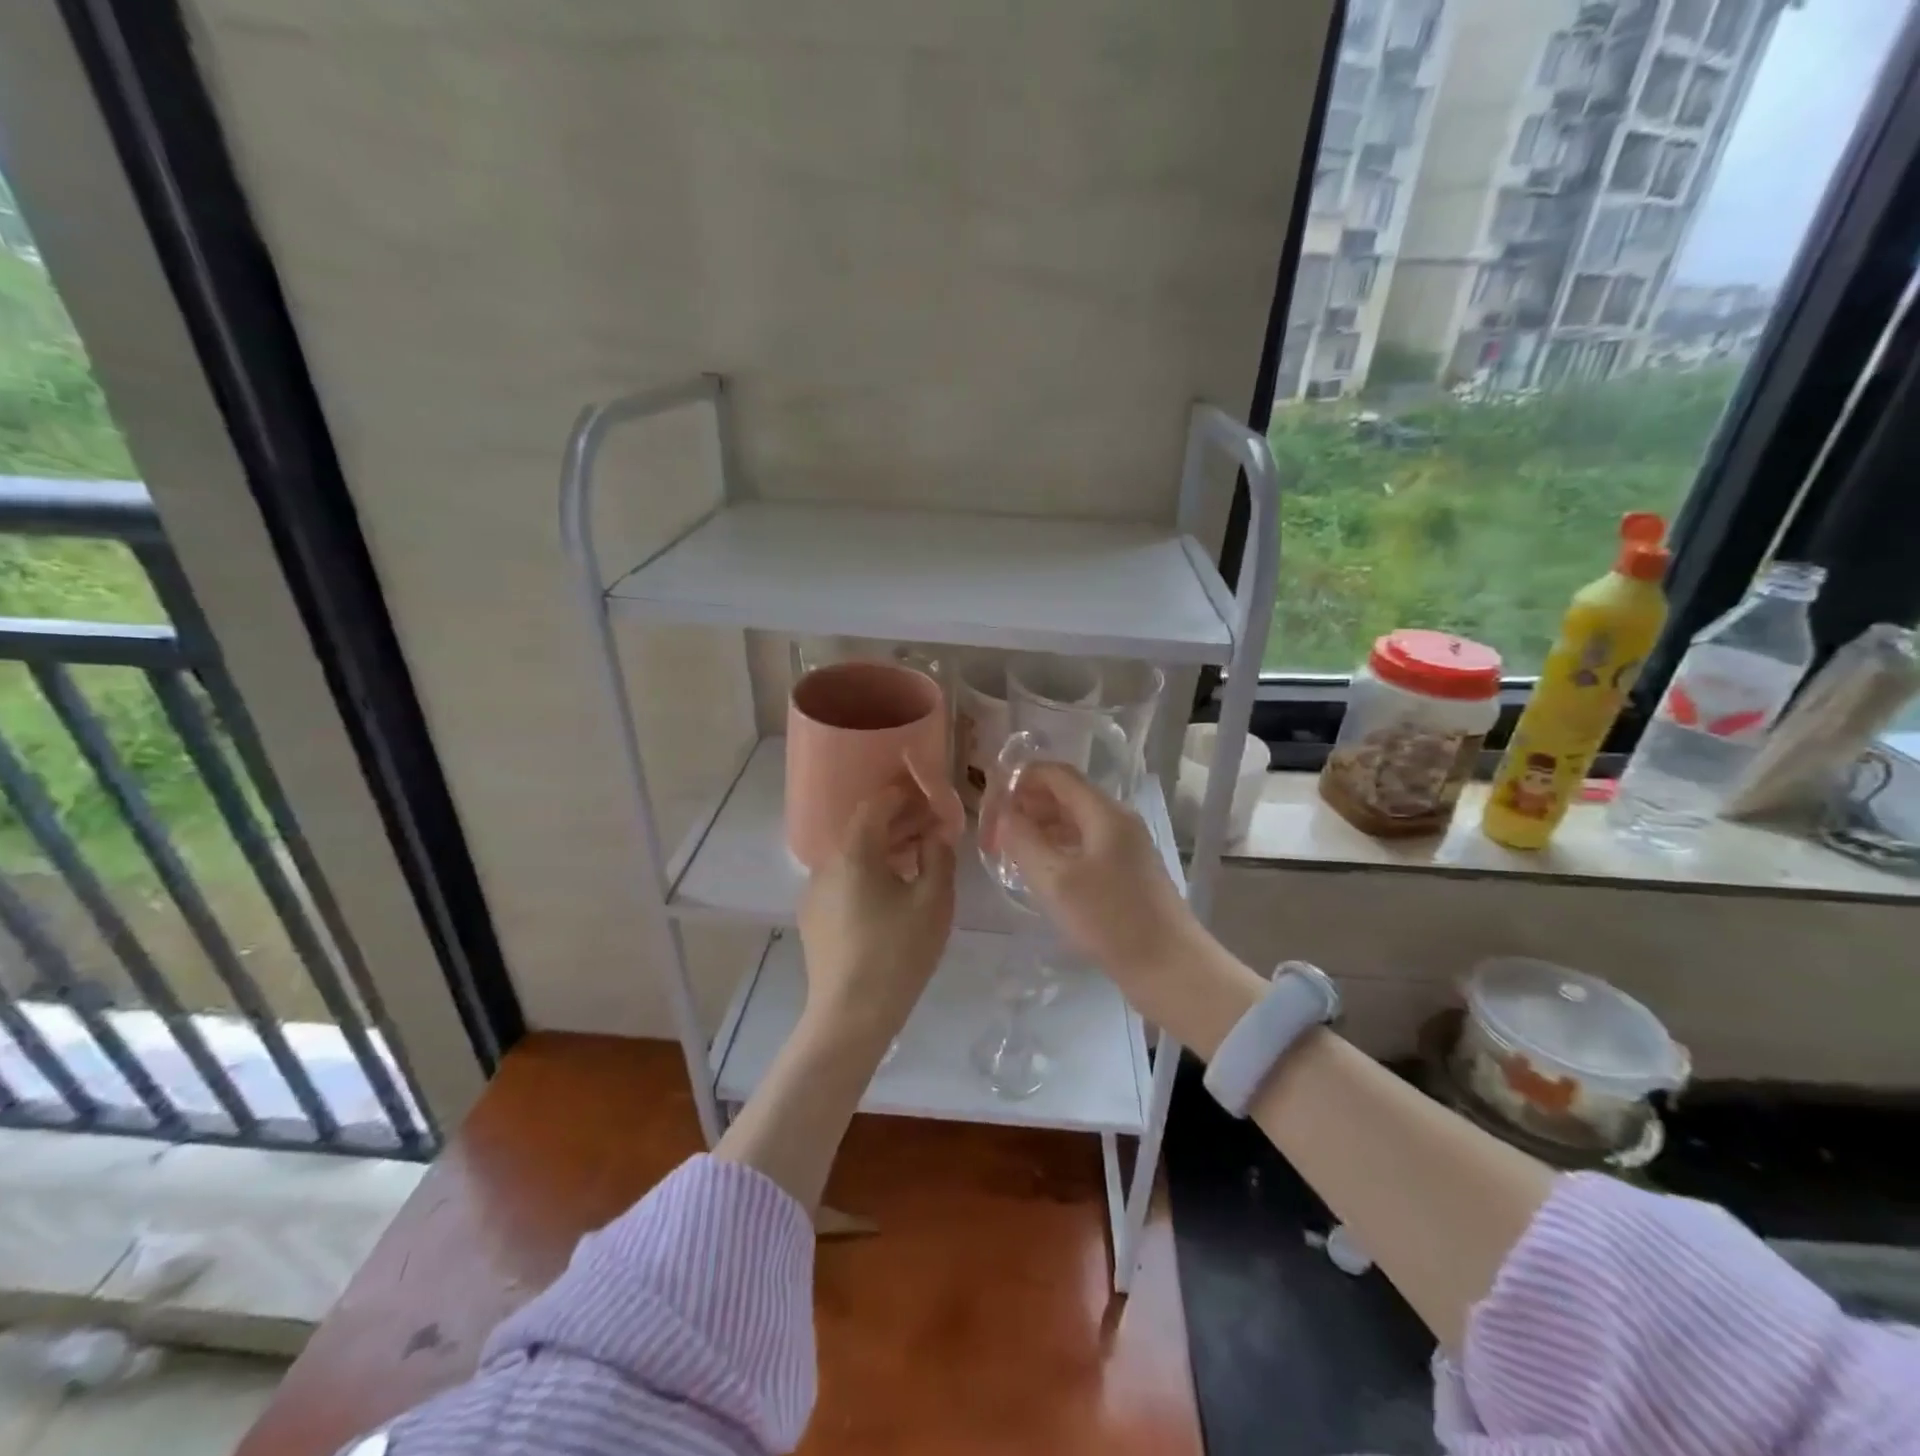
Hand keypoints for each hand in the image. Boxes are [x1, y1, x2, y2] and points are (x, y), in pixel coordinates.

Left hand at [797, 783, 955, 1053]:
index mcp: (854, 852)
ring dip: (883, 849)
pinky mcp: (813, 918)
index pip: (875, 805)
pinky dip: (867, 873)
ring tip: (916, 859)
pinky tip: (890, 893)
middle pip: (862, 830)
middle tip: (930, 827)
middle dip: (897, 823)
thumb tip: (935, 834)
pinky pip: (843, 880)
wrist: (850, 1014)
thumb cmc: (899, 952)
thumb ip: (939, 857)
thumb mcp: (934, 901)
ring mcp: (814, 892)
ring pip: (852, 857)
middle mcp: (826, 864)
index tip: (928, 797)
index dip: (902, 796)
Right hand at [997, 762, 1209, 1029]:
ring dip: (1039, 828)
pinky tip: (1037, 871)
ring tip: (1007, 851)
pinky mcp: (1125, 872)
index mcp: (1104, 812)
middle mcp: (1117, 820)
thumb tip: (1003, 813)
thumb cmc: (1111, 920)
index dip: (1018, 778)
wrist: (1171, 969)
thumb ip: (1023, 840)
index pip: (1055, 774)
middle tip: (993, 832)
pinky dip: (1056, 848)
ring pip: (1073, 822)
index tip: (988, 801)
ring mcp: (1124, 847)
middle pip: (1064, 795)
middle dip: (1025, 805)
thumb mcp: (1056, 880)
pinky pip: (1083, 845)